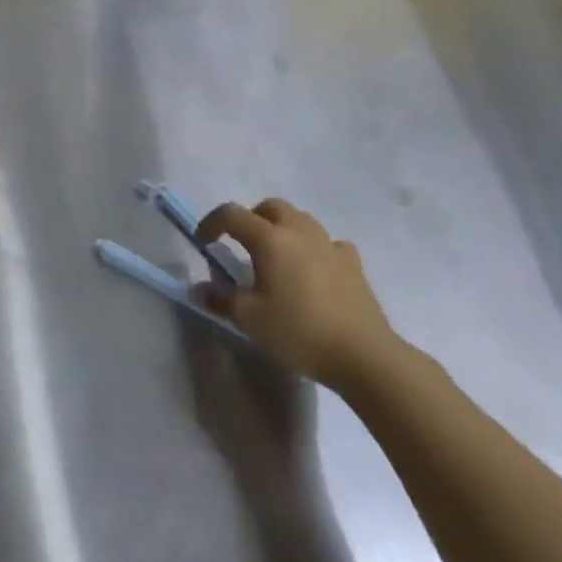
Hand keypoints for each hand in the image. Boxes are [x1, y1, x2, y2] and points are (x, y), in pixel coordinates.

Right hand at [196, 200, 404, 392]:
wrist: (364, 355)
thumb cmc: (299, 331)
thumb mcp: (250, 319)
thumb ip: (220, 299)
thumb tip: (197, 289)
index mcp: (269, 238)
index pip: (231, 214)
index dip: (211, 223)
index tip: (203, 242)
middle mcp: (299, 231)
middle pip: (270, 206)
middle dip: (250, 218)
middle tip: (242, 244)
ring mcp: (329, 244)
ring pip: (300, 219)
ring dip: (282, 229)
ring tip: (277, 258)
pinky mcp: (353, 263)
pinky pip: (328, 243)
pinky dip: (314, 249)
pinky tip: (314, 271)